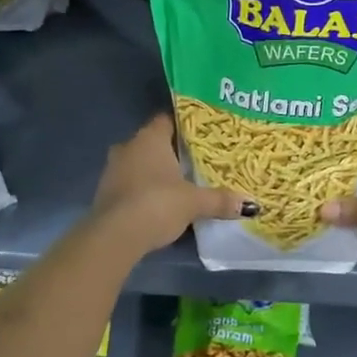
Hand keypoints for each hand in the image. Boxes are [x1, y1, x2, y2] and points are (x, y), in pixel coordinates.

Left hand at [89, 114, 249, 254]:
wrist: (115, 236)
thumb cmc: (157, 204)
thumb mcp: (194, 202)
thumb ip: (220, 200)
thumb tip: (251, 204)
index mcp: (150, 137)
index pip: (168, 119)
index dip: (185, 125)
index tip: (202, 134)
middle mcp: (128, 146)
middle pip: (154, 142)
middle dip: (171, 151)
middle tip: (195, 160)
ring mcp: (113, 169)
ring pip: (140, 162)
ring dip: (155, 171)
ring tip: (180, 182)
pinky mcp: (105, 192)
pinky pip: (130, 182)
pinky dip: (143, 189)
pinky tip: (159, 202)